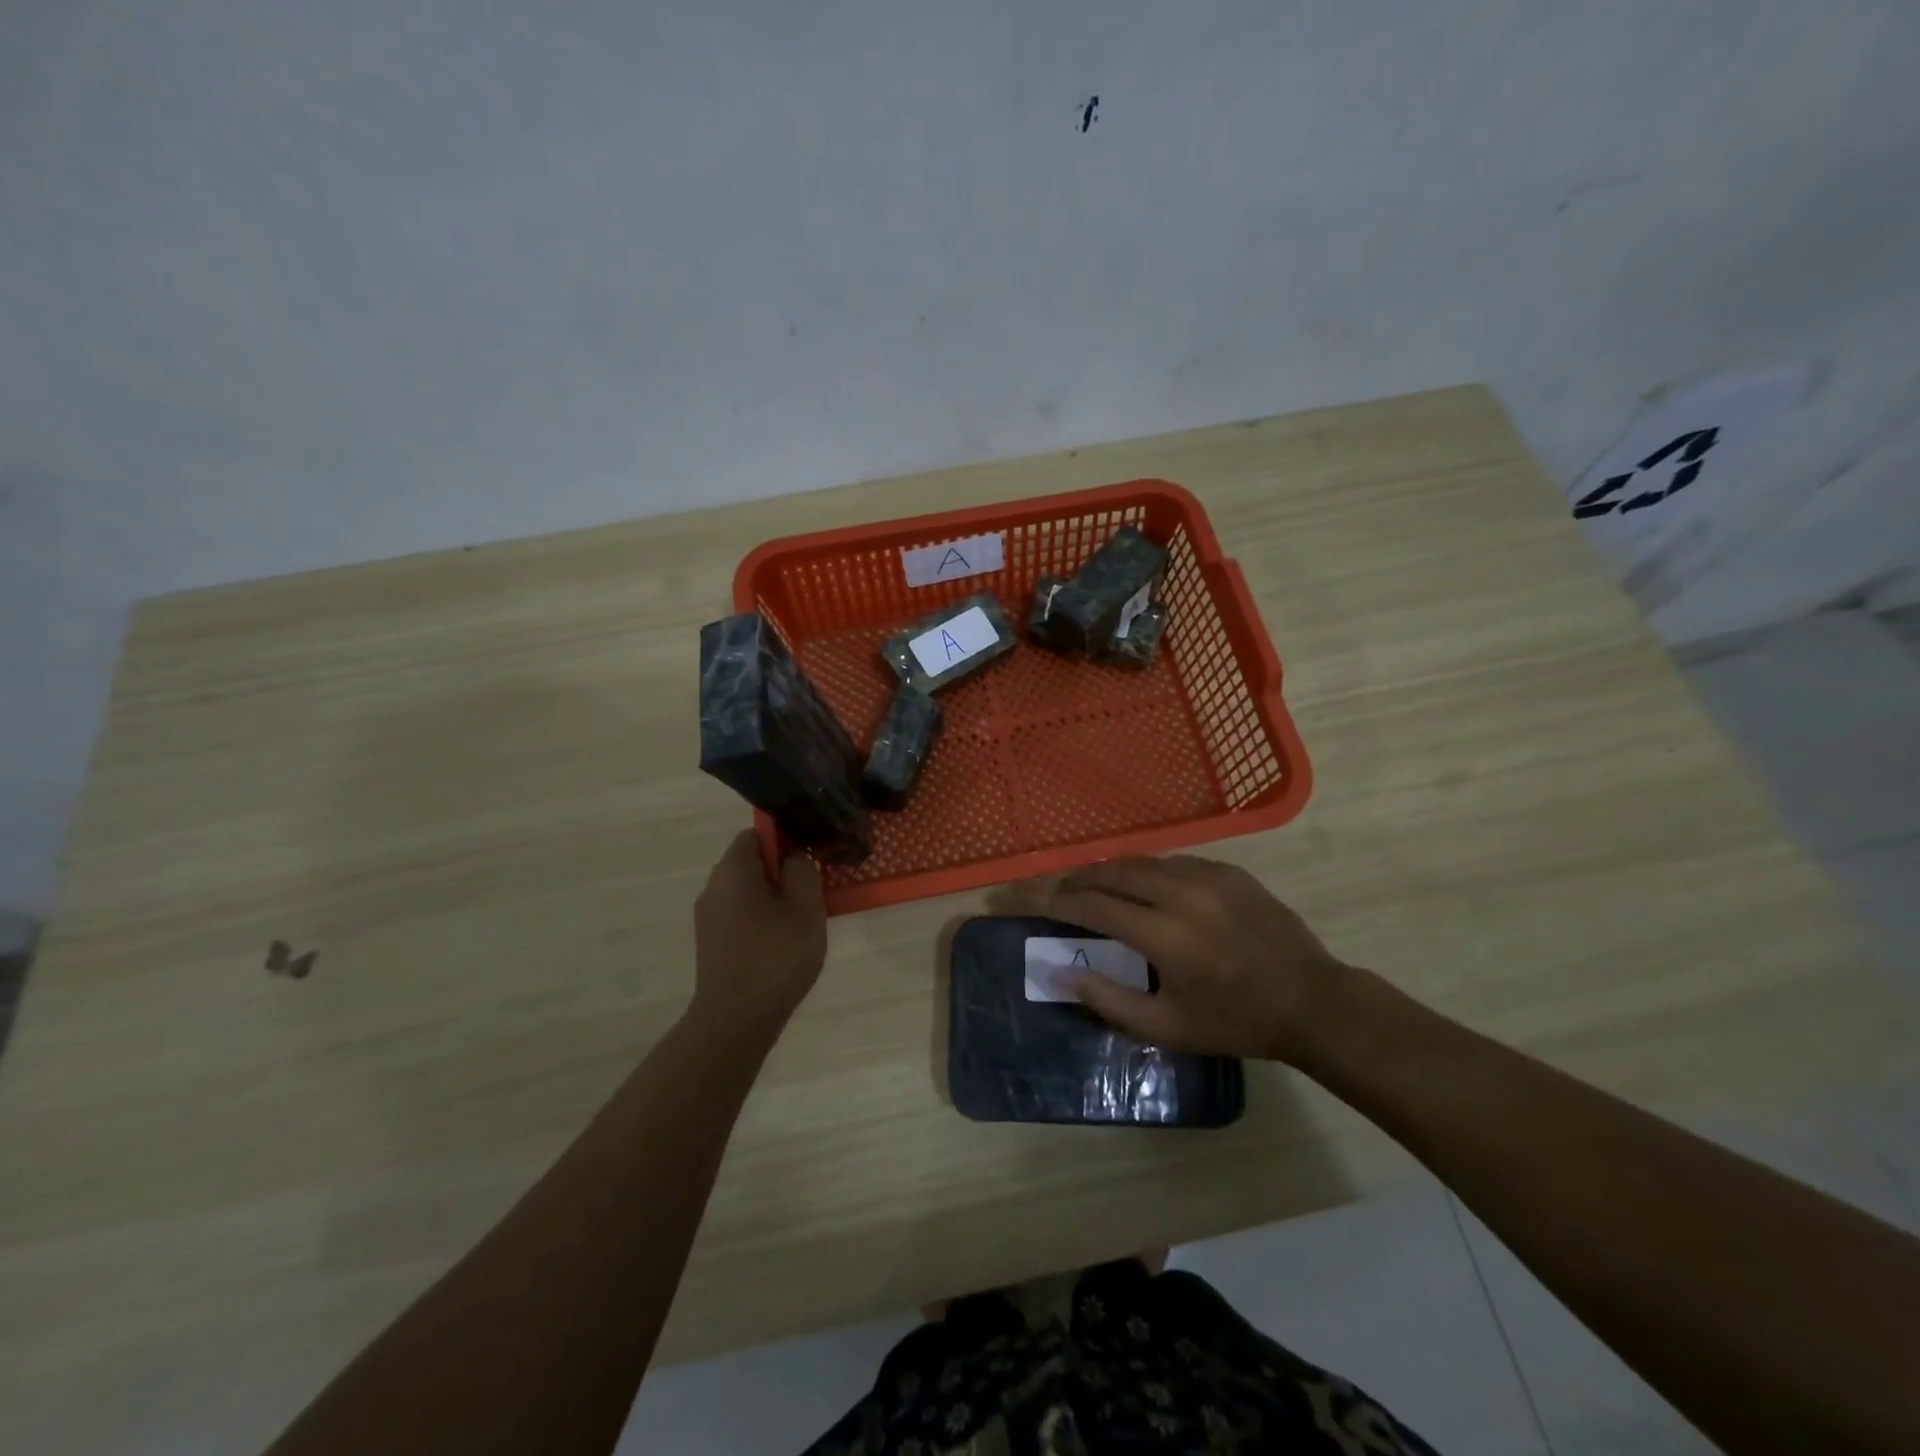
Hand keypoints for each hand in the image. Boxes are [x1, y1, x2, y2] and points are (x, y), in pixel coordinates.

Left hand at [692, 830, 827, 1026]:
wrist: (736, 1019)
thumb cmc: (776, 955)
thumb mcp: (806, 906)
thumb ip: (802, 869)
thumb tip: (793, 856)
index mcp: (733, 869)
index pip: (757, 833)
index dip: (785, 839)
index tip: (808, 859)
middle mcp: (713, 886)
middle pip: (750, 863)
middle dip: (781, 872)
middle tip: (811, 893)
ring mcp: (707, 917)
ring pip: (745, 892)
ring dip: (772, 899)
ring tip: (800, 922)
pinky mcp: (710, 943)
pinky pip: (739, 916)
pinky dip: (760, 921)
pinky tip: (780, 945)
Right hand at [1046, 855, 1350, 1063]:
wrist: (1311, 1002)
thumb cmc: (1235, 1022)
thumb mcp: (1167, 1027)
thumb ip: (1109, 1000)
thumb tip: (1063, 972)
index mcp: (1163, 935)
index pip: (1094, 905)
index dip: (1060, 901)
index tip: (1038, 902)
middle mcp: (1181, 894)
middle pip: (1114, 872)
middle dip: (1080, 878)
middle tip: (1062, 890)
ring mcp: (1209, 877)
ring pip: (1144, 861)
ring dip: (1113, 871)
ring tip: (1098, 885)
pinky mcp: (1230, 871)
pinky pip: (1176, 862)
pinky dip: (1151, 871)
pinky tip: (1149, 887)